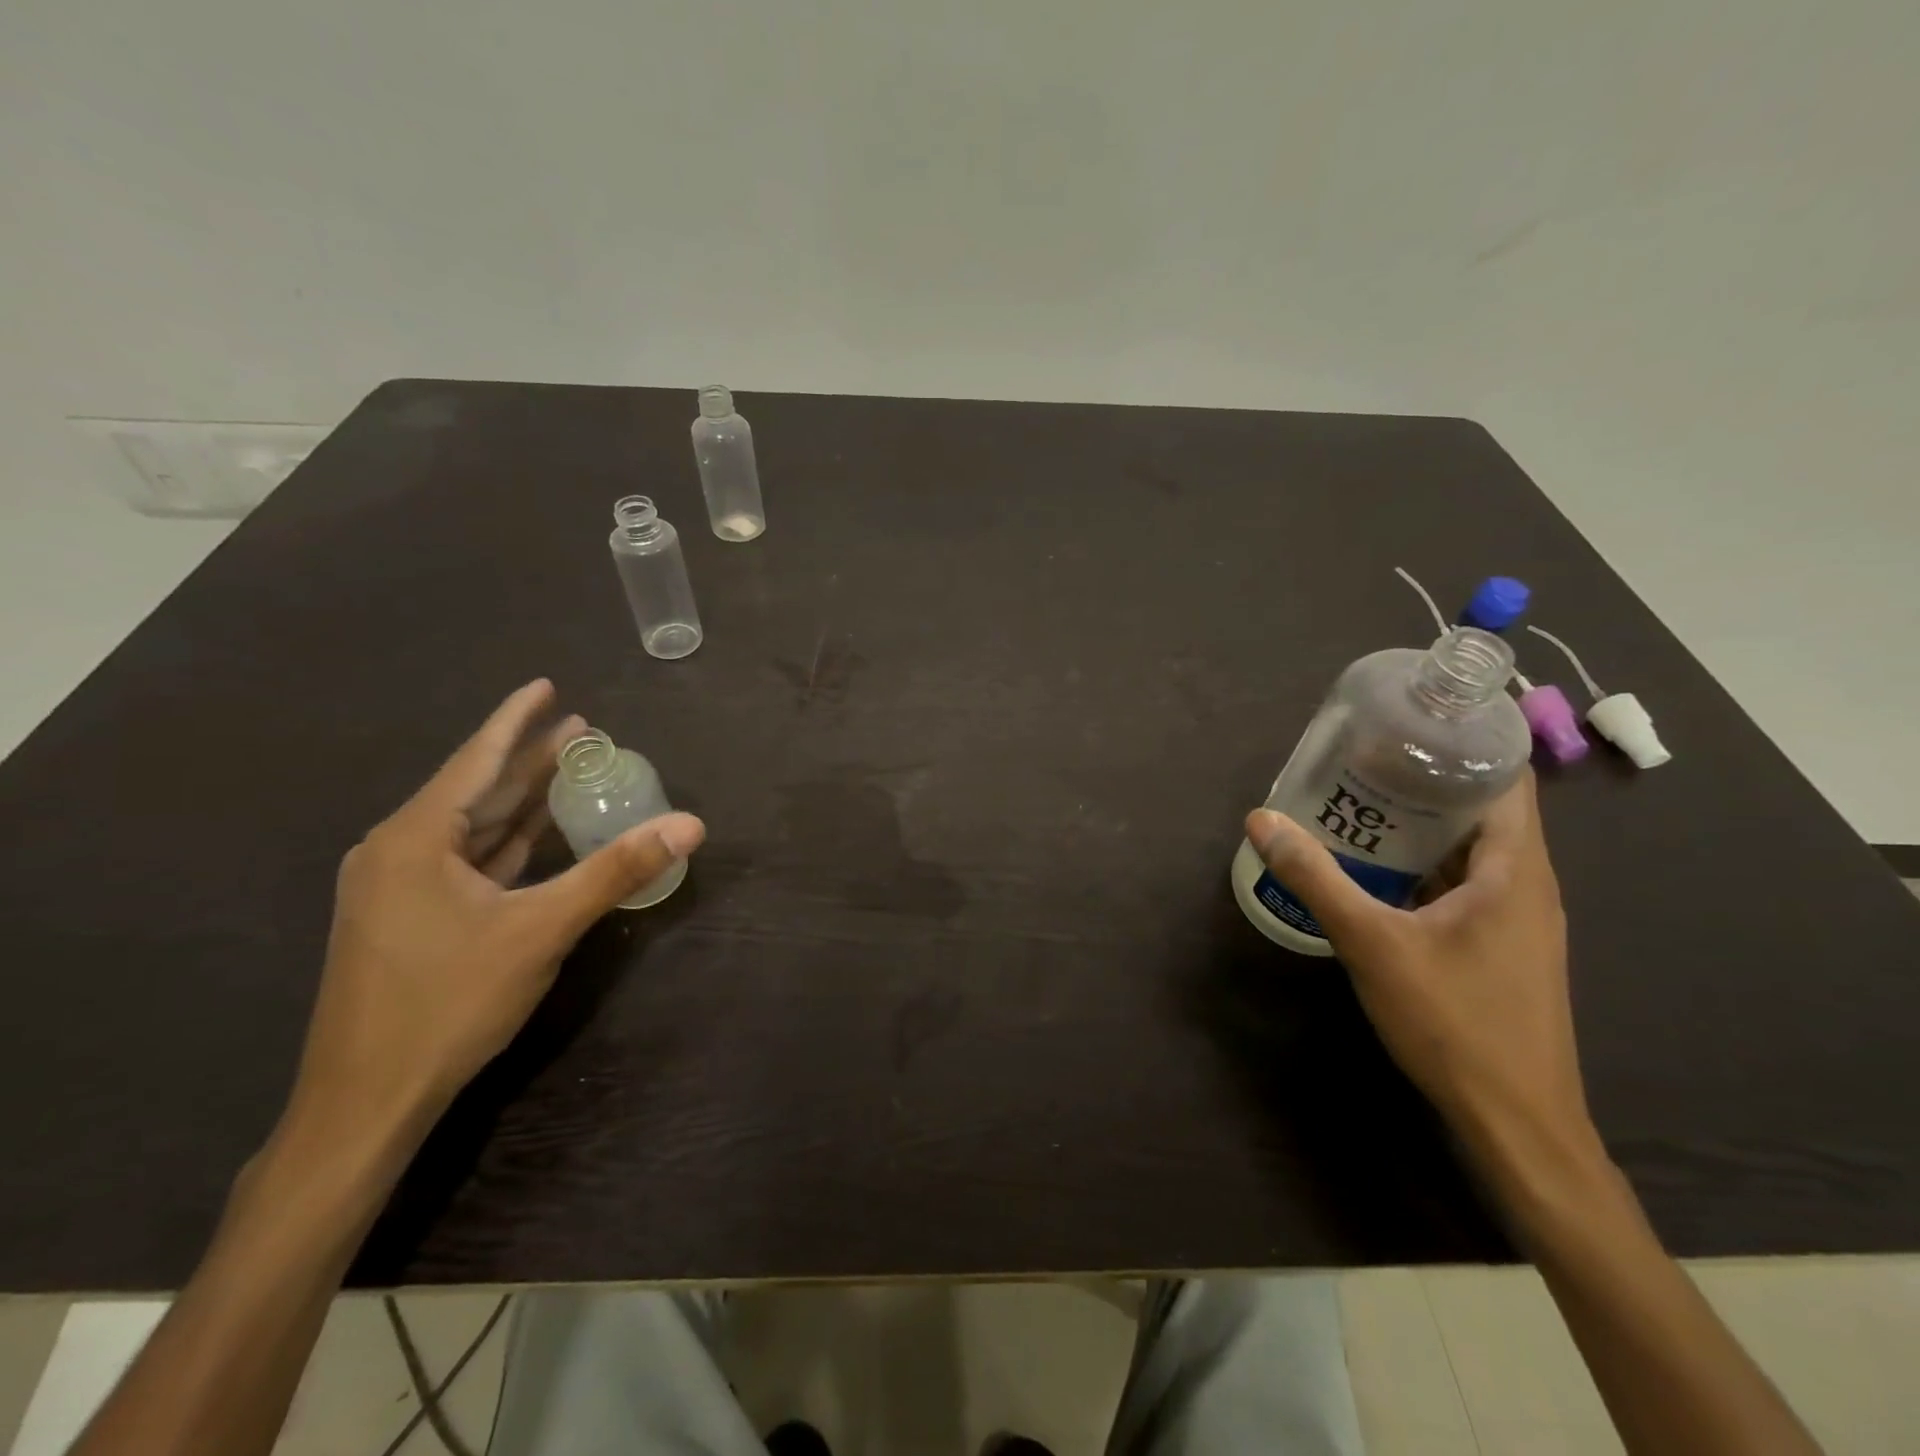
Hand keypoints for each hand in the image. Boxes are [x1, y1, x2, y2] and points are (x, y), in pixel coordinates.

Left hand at [280, 680, 705, 1161]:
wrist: (365, 1101)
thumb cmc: (449, 1003)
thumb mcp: (542, 930)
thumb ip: (616, 871)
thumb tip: (689, 825)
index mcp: (414, 839)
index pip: (477, 759)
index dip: (516, 719)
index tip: (547, 685)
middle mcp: (396, 851)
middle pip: (476, 789)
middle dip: (528, 758)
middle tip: (581, 728)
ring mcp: (396, 888)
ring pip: (470, 827)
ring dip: (519, 800)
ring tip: (566, 768)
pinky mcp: (406, 918)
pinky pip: (464, 861)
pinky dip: (505, 842)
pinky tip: (535, 834)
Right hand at [1246, 771, 1597, 1180]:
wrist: (1517, 1124)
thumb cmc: (1455, 1023)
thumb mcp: (1372, 944)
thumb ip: (1316, 878)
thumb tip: (1262, 819)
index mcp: (1515, 869)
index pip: (1507, 778)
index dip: (1463, 743)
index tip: (1405, 725)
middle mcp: (1528, 885)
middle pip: (1484, 809)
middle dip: (1424, 781)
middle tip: (1360, 763)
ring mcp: (1519, 920)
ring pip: (1473, 851)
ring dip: (1422, 826)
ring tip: (1359, 806)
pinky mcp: (1503, 948)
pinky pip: (1467, 885)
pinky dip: (1426, 866)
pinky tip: (1377, 872)